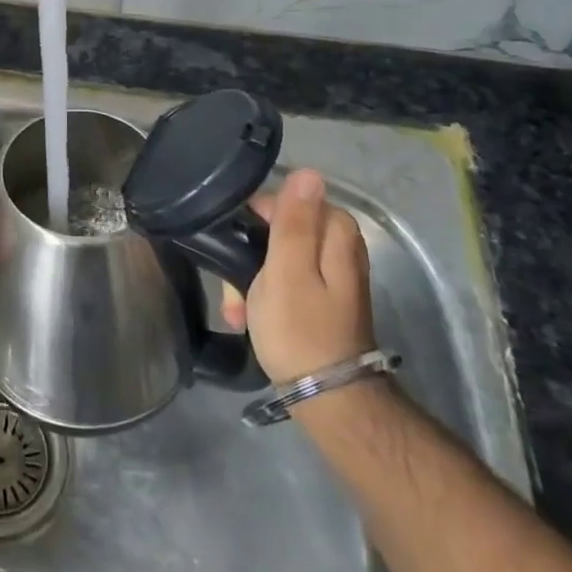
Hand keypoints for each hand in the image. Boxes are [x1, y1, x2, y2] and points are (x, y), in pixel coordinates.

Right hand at [220, 169, 376, 382]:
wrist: (328, 400)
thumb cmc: (300, 330)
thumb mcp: (287, 270)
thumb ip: (294, 220)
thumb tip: (307, 172)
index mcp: (335, 233)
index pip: (285, 200)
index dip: (254, 219)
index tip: (233, 244)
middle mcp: (338, 247)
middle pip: (279, 229)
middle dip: (248, 255)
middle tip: (233, 287)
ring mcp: (330, 274)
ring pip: (276, 256)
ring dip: (250, 278)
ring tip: (236, 309)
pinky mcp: (321, 298)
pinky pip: (284, 280)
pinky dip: (263, 294)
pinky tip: (248, 317)